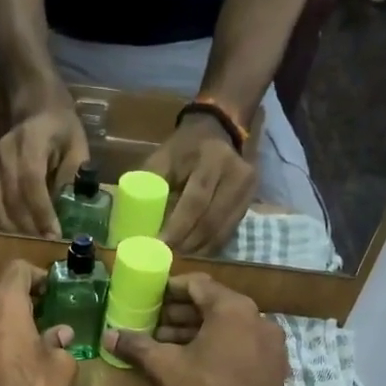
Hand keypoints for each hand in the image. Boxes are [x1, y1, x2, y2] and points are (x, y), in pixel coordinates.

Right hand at [0, 104, 88, 237]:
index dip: (41, 212)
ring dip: (13, 230)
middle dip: (28, 228)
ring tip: (31, 248)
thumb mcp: (77, 146)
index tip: (54, 235)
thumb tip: (69, 211)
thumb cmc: (61, 127)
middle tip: (45, 249)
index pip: (31, 182)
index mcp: (30, 142)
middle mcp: (6, 154)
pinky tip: (16, 238)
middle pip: (12, 199)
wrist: (34, 105)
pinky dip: (3, 224)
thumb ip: (72, 176)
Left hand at [0, 260, 78, 385]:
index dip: (38, 276)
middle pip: (1, 294)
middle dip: (24, 302)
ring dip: (9, 323)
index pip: (18, 270)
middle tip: (48, 317)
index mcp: (3, 306)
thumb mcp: (61, 368)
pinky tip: (14, 362)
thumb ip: (59, 342)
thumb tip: (58, 334)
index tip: (54, 291)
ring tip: (33, 341)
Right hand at [100, 274, 285, 385]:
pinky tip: (195, 363)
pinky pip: (242, 346)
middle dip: (181, 314)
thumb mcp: (163, 368)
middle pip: (214, 305)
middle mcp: (259, 319)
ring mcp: (271, 345)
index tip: (149, 298)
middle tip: (154, 325)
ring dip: (198, 332)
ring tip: (168, 346)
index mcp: (233, 309)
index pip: (197, 284)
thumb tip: (109, 334)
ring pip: (228, 327)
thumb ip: (136, 346)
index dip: (170, 289)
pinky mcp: (274, 369)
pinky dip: (218, 347)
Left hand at [145, 116, 257, 255]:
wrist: (218, 130)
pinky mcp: (251, 200)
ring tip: (179, 255)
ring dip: (199, 248)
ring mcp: (247, 188)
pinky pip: (230, 230)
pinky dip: (211, 244)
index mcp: (210, 158)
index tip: (160, 244)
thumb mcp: (163, 157)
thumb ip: (150, 184)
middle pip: (211, 219)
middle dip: (188, 243)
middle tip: (168, 256)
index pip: (196, 200)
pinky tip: (196, 250)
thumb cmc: (184, 147)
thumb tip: (134, 219)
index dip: (178, 227)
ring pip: (222, 229)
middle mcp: (235, 173)